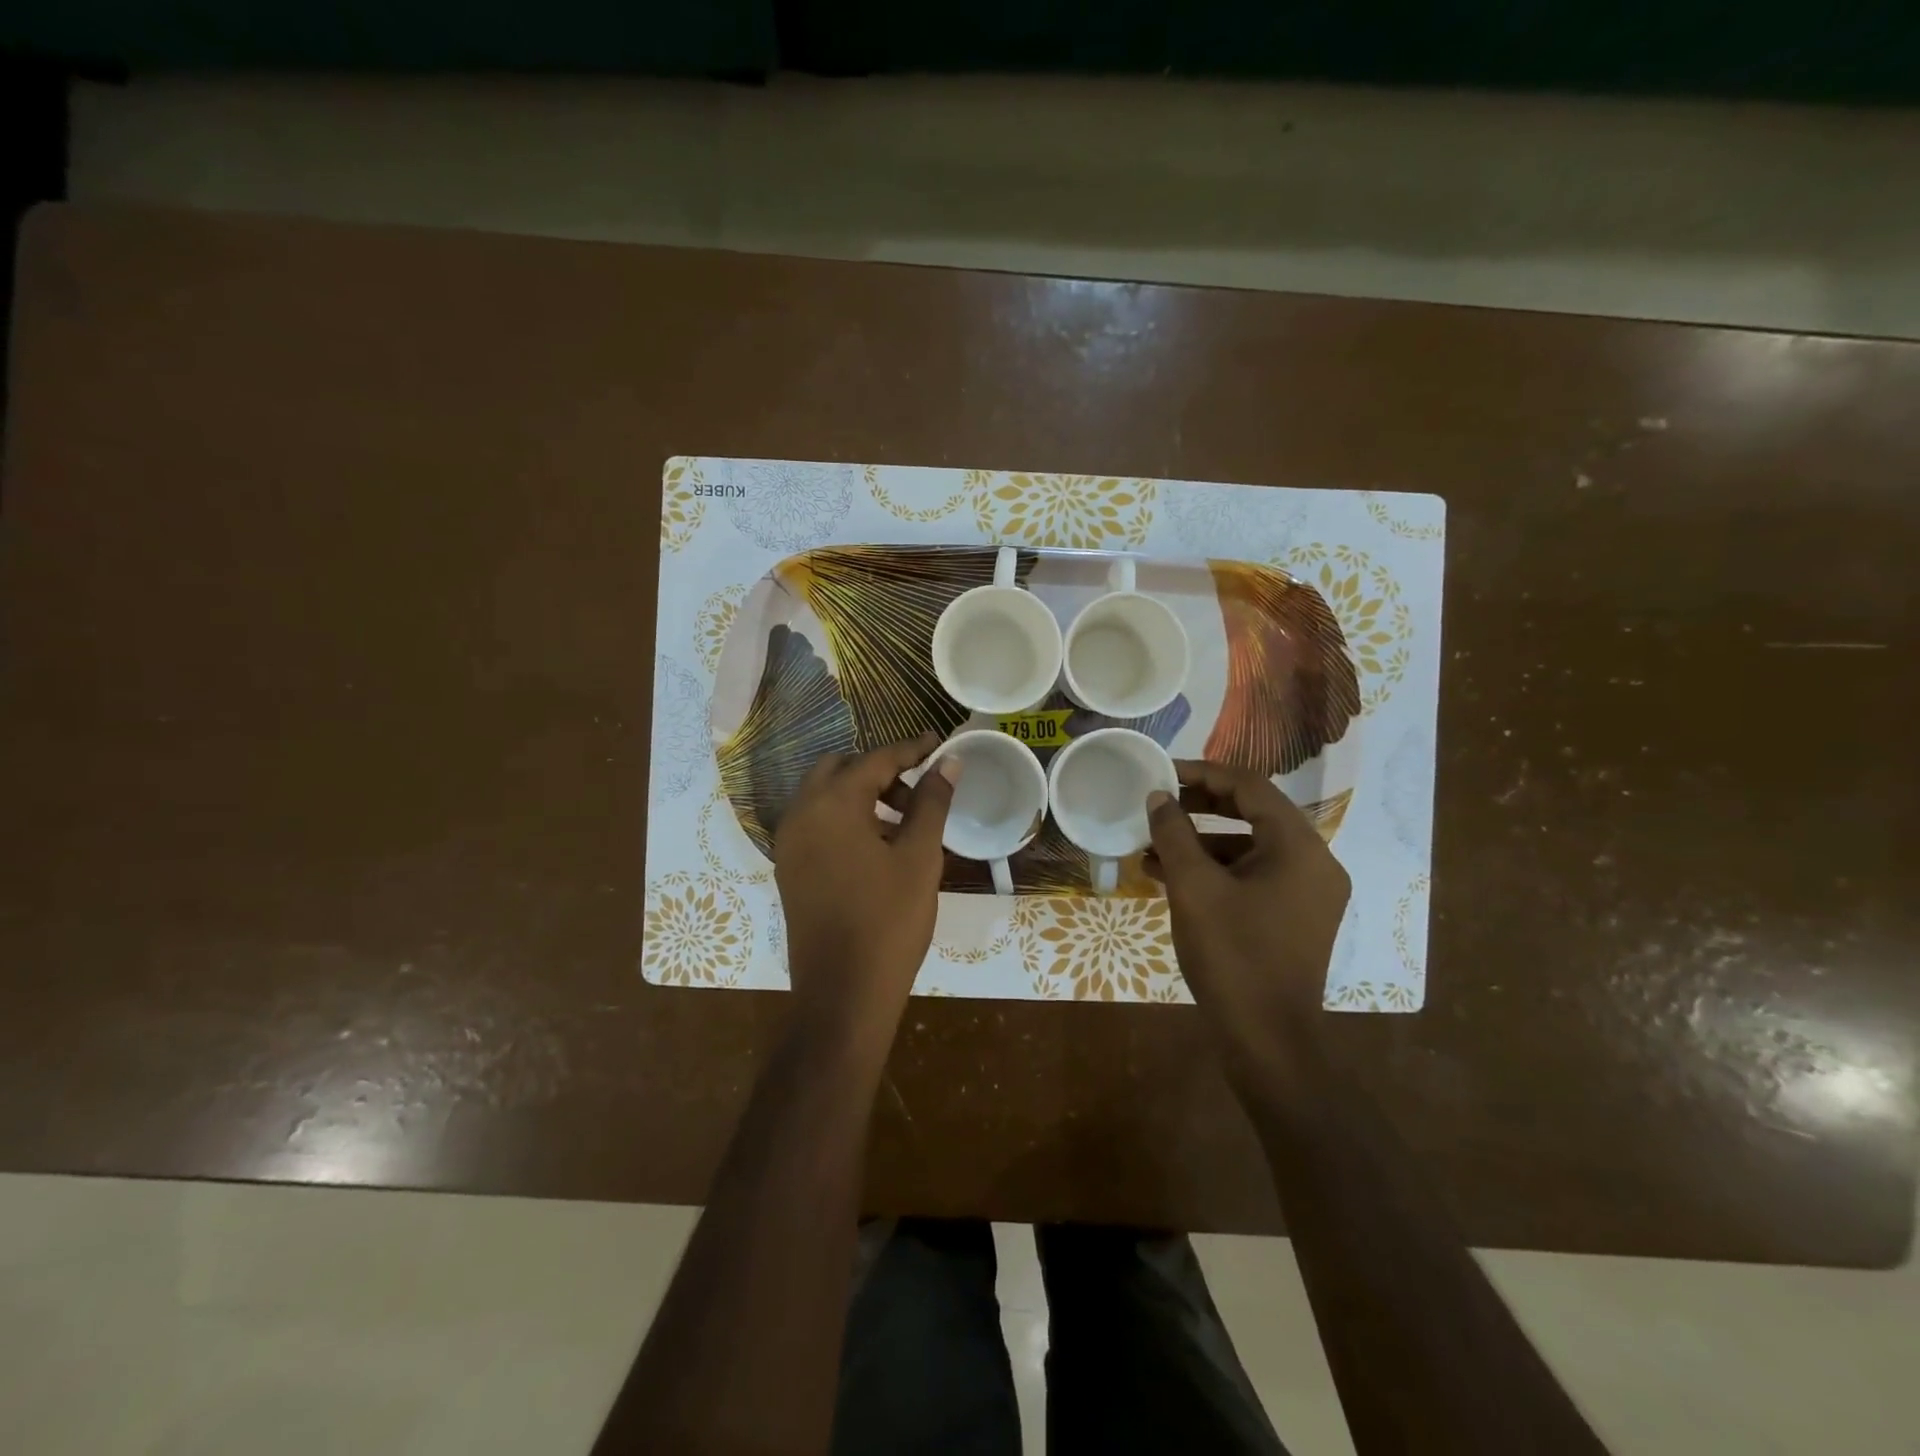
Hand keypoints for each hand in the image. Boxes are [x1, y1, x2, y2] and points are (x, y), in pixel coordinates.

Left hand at [774, 732, 957, 1054]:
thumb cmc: (888, 920)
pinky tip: (878, 845)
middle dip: (881, 771)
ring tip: (905, 820)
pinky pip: (816, 824)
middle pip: (841, 770)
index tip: (940, 744)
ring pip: (825, 797)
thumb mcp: (919, 856)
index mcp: (831, 804)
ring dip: (862, 794)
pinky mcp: (790, 869)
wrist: (843, 993)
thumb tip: (948, 762)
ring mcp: (789, 844)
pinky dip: (845, 819)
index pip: (875, 760)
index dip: (911, 749)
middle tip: (919, 788)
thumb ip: (931, 802)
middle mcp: (801, 814)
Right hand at [1145, 760, 1350, 1067]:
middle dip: (1201, 805)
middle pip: (1253, 812)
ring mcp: (1307, 892)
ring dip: (1201, 841)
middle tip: (1158, 803)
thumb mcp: (1194, 888)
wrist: (1267, 1041)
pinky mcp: (1293, 917)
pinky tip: (1169, 876)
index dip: (1203, 773)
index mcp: (1299, 847)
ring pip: (1249, 847)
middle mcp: (1313, 862)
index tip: (1163, 772)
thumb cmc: (1232, 955)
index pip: (1251, 786)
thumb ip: (1174, 834)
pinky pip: (1252, 876)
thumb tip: (1157, 797)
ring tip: (1152, 844)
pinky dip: (1215, 870)